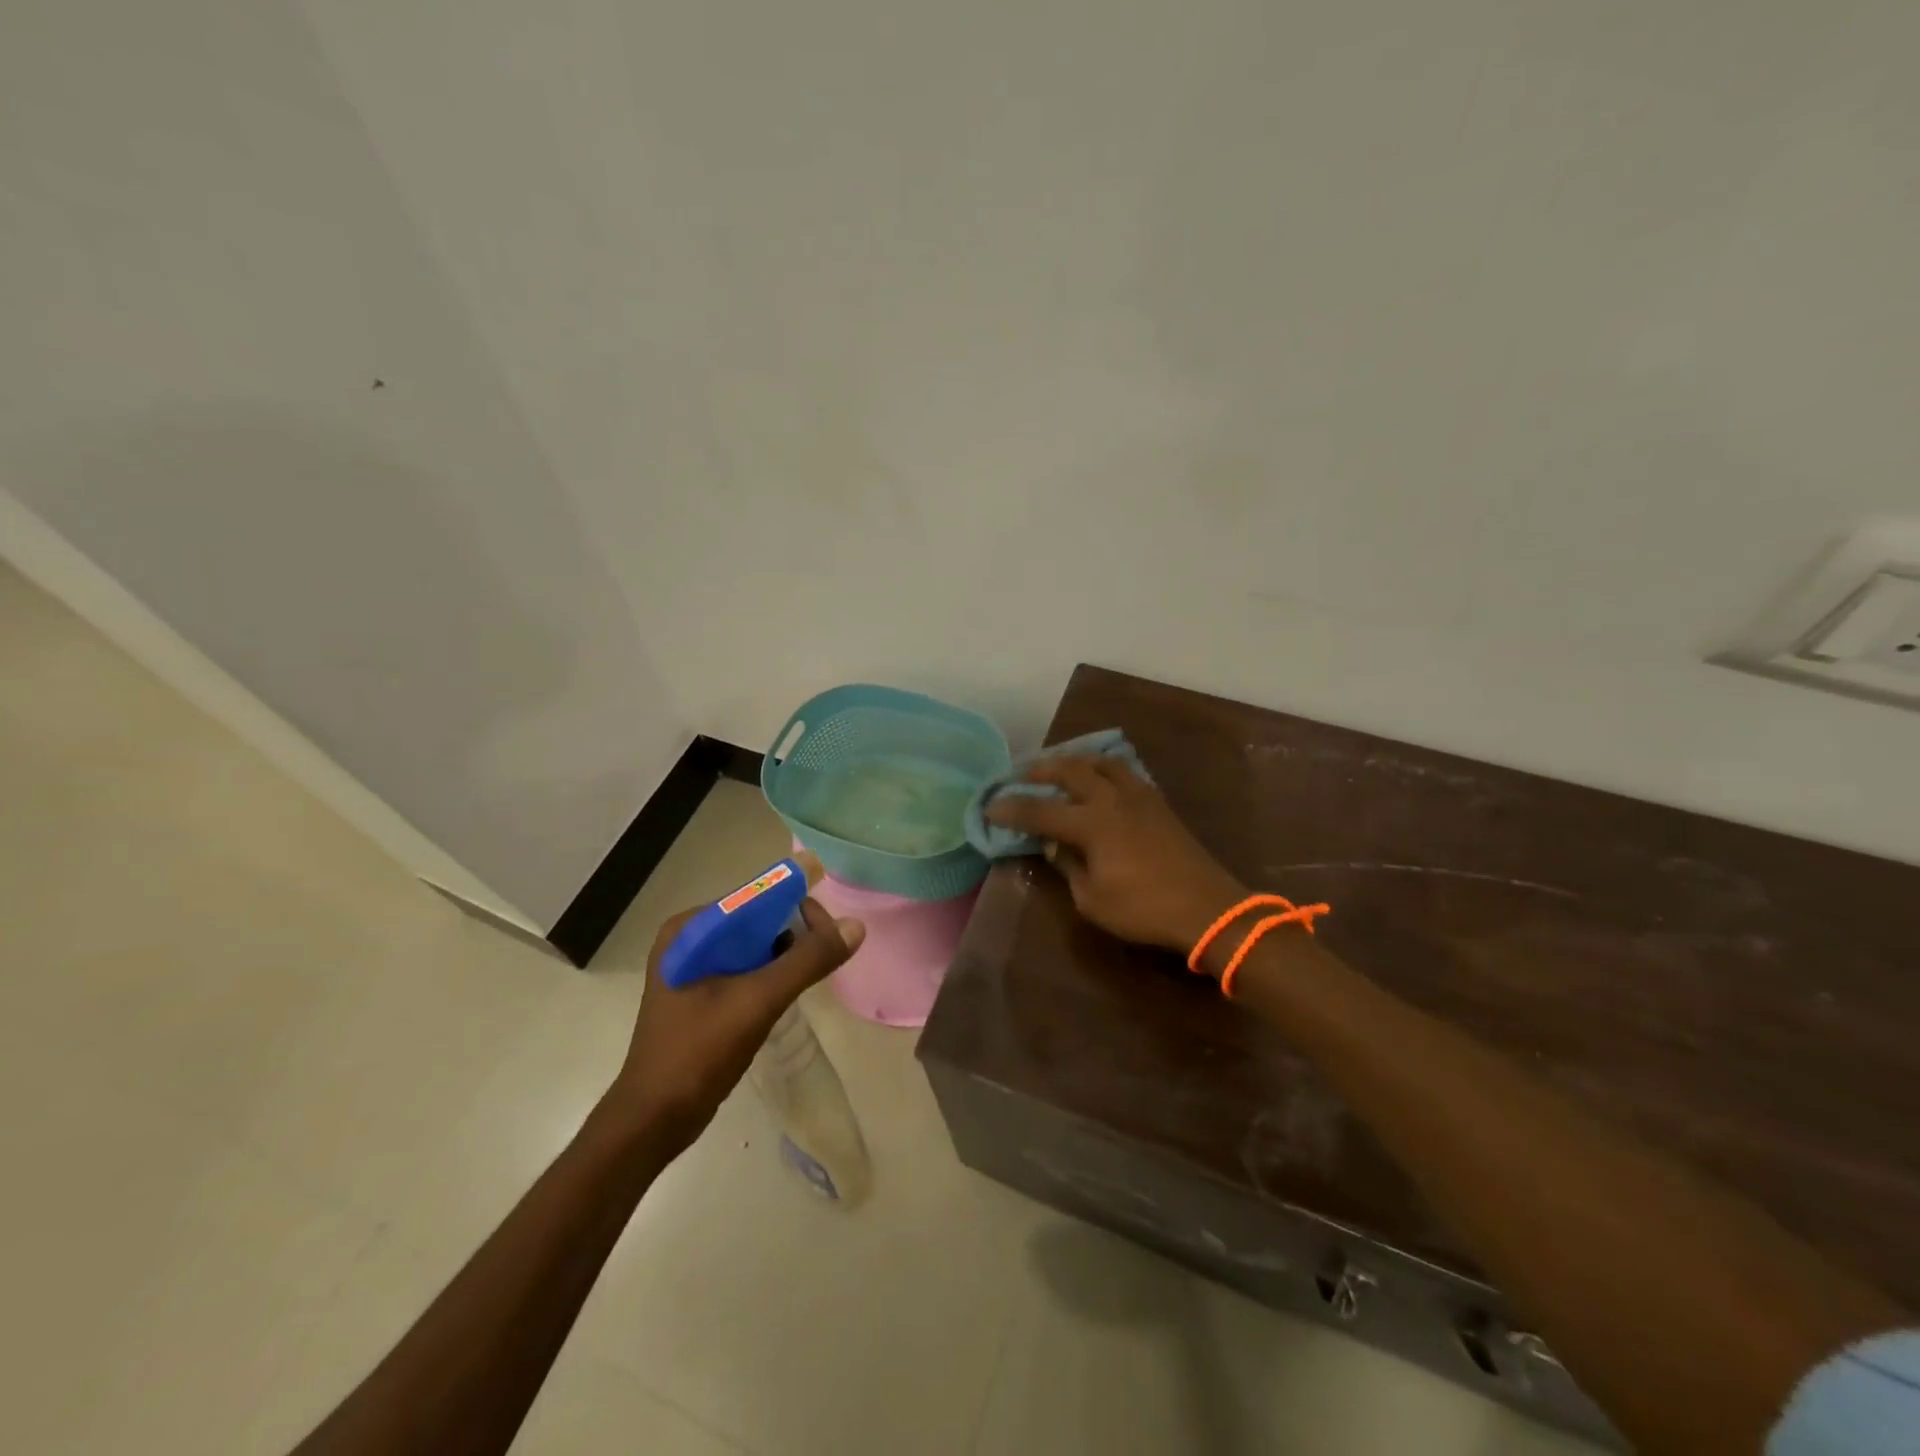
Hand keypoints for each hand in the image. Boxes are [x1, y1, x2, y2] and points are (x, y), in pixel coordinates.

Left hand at [610, 896, 864, 1148]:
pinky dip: (769, 975)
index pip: (756, 898)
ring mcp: (691, 968)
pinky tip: (785, 995)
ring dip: (784, 957)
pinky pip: (745, 969)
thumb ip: (807, 961)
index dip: (798, 908)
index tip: (830, 935)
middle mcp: (688, 939)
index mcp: (690, 929)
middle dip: (794, 934)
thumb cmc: (698, 1053)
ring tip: (809, 978)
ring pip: (754, 946)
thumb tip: (855, 926)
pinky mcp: (699, 994)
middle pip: (757, 920)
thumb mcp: (759, 1001)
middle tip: (824, 959)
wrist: (652, 1121)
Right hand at [984, 755, 1246, 952]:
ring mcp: (1139, 796)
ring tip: (1061, 765)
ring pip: (1102, 763)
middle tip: (1022, 774)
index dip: (1012, 809)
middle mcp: (1112, 800)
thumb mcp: (1092, 898)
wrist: (1207, 907)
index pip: (1041, 811)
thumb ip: (1068, 866)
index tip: (991, 807)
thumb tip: (1056, 844)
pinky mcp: (1158, 803)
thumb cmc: (1143, 909)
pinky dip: (1104, 768)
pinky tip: (1101, 778)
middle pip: (1071, 772)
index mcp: (1092, 824)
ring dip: (1076, 760)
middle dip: (1042, 771)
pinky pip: (1125, 772)